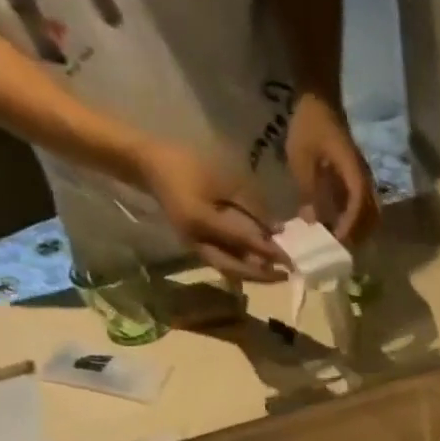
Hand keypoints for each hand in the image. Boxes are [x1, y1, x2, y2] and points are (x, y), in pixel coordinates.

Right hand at [136, 139, 286, 282]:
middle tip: (286, 276)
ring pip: (227, 269)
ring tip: (275, 275)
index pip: (241, 241)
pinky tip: (258, 267)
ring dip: (252, 275)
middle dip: (261, 275)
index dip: (267, 251)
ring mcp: (194, 247)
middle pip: (234, 268)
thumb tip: (277, 229)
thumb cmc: (186, 164)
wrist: (150, 165)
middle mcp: (197, 241)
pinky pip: (221, 263)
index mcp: (201, 221)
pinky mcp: (195, 246)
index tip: (289, 259)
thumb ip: (250, 206)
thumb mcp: (223, 179)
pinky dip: (241, 267)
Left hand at [285, 93, 378, 245]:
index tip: (337, 240)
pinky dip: (354, 218)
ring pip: (369, 211)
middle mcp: (363, 176)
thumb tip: (312, 222)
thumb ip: (308, 191)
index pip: (358, 204)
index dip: (350, 225)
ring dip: (358, 228)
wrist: (319, 98)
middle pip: (371, 214)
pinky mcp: (355, 177)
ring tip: (339, 239)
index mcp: (353, 171)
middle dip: (357, 233)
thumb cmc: (309, 125)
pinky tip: (338, 224)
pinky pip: (361, 204)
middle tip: (338, 247)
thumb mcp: (301, 159)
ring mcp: (361, 176)